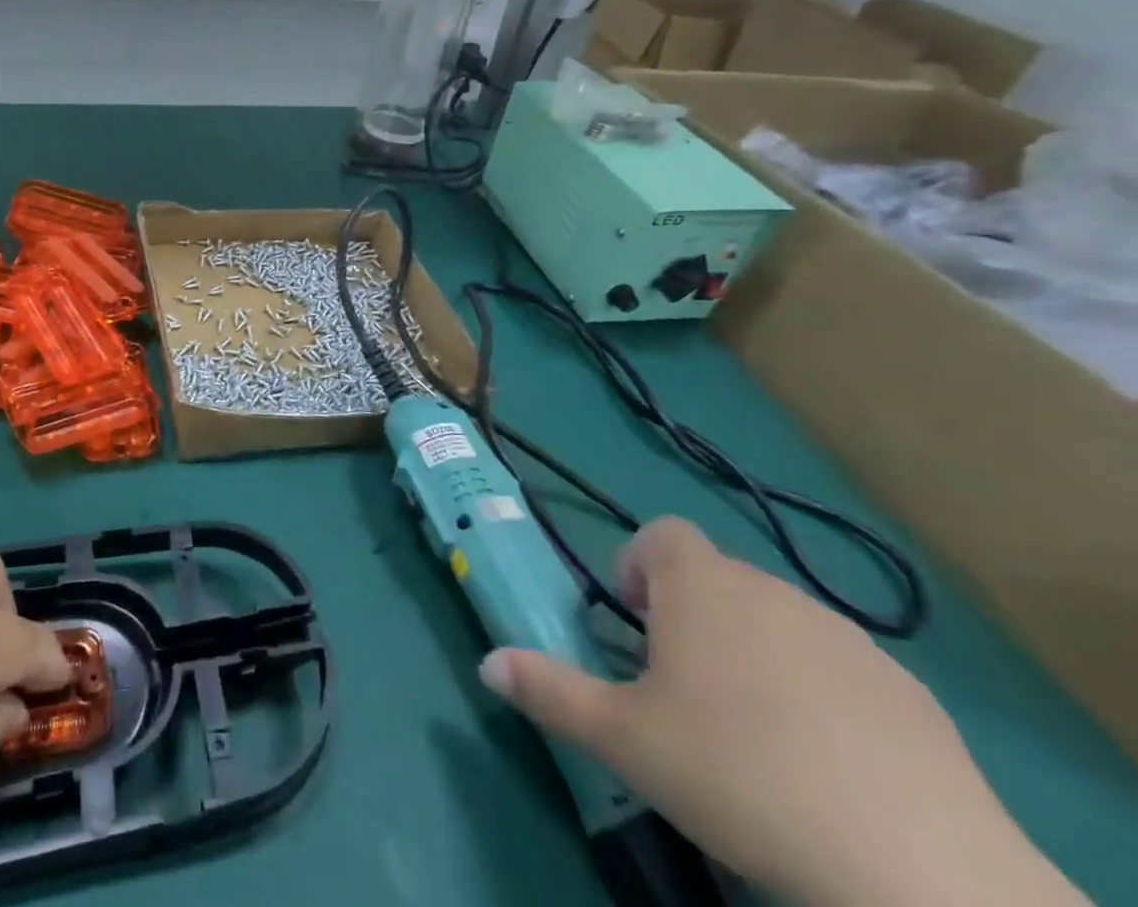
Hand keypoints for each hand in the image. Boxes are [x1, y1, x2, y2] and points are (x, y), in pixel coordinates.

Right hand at [479, 519, 1086, 906]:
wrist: (916, 869)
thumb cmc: (737, 773)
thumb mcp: (623, 739)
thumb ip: (549, 690)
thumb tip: (487, 662)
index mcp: (701, 586)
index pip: (660, 534)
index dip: (638, 567)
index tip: (633, 624)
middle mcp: (772, 591)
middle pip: (716, 579)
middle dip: (690, 617)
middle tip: (680, 690)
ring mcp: (848, 639)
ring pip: (779, 623)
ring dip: (753, 653)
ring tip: (750, 731)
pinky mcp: (912, 695)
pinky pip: (842, 671)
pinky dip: (821, 696)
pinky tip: (825, 766)